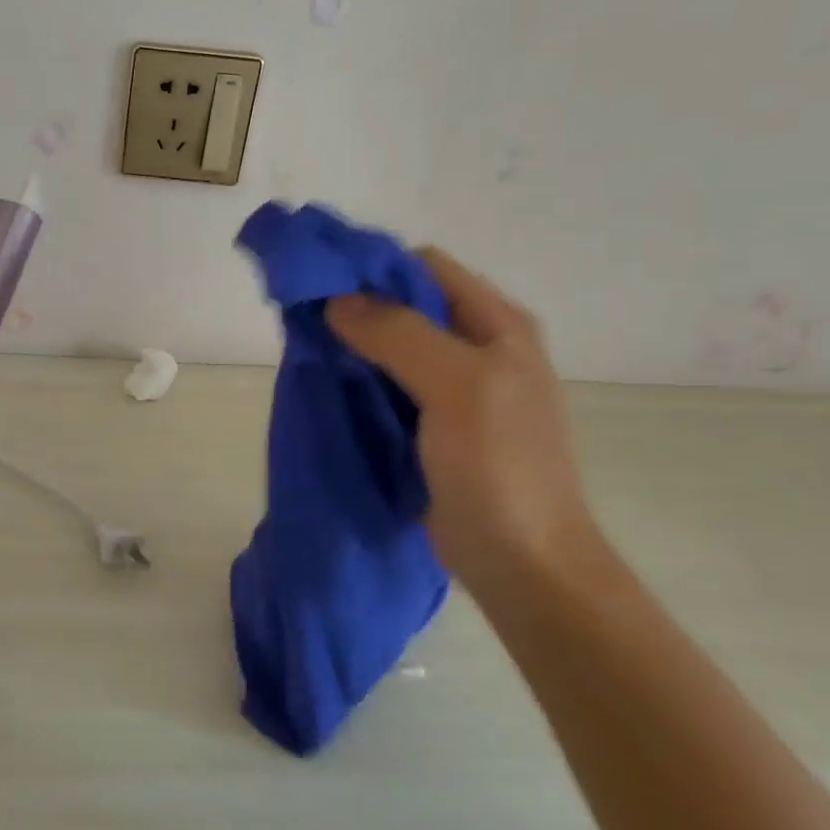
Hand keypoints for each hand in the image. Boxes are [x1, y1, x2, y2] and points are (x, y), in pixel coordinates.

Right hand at [326, 248, 600, 597]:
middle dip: (356, 307)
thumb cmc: (499, 467)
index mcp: (497, 324)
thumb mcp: (457, 387)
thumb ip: (398, 334)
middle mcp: (478, 346)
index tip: (321, 286)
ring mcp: (456, 388)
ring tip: (311, 355)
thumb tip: (335, 301)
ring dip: (352, 346)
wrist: (522, 561)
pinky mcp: (432, 425)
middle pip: (406, 304)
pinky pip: (387, 385)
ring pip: (391, 345)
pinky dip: (357, 380)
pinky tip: (330, 388)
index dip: (374, 268)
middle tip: (307, 323)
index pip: (425, 267)